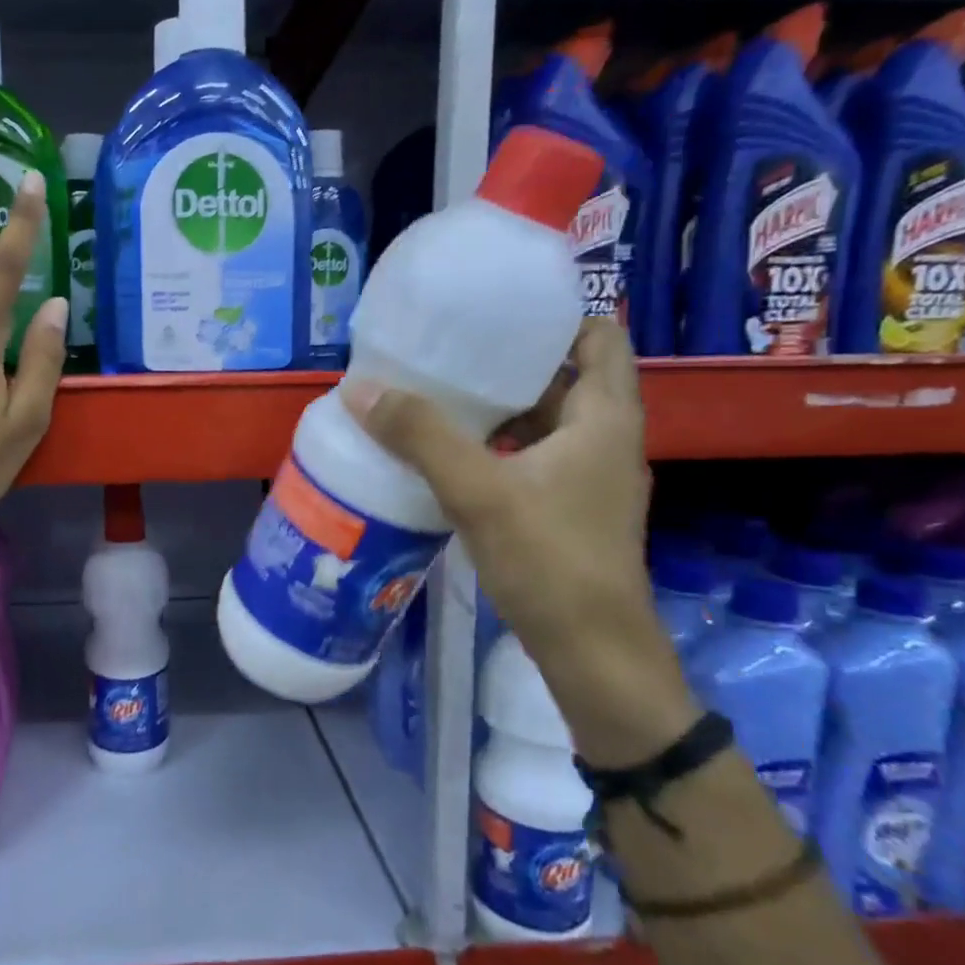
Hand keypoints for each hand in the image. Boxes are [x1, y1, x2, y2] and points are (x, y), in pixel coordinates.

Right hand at [343, 319, 694, 760]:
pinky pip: (534, 457)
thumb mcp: (479, 492)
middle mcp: (605, 440)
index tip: (499, 310)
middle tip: (451, 349)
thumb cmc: (550, 560)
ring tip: (441, 394)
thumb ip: (421, 437)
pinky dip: (499, 446)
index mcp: (604, 418)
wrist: (593, 654)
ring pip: (547, 422)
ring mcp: (589, 479)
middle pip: (565, 377)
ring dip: (501, 406)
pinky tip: (453, 455)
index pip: (600, 336)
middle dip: (511, 361)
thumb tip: (359, 388)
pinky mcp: (570, 510)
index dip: (557, 316)